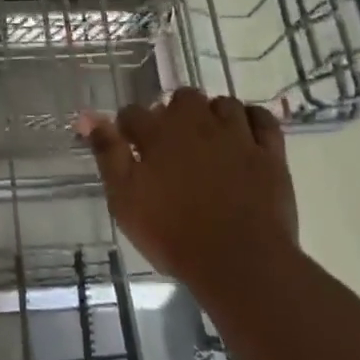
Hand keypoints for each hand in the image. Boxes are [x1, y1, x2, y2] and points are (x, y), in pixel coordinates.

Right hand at [78, 89, 295, 280]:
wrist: (239, 262)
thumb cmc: (173, 234)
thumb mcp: (125, 199)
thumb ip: (108, 154)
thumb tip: (88, 117)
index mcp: (159, 134)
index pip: (133, 113)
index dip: (127, 127)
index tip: (128, 146)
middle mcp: (197, 124)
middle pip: (183, 97)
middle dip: (173, 112)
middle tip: (170, 143)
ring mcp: (237, 136)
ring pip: (223, 104)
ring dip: (212, 114)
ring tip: (207, 137)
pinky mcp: (270, 153)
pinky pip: (262, 120)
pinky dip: (252, 120)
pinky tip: (244, 132)